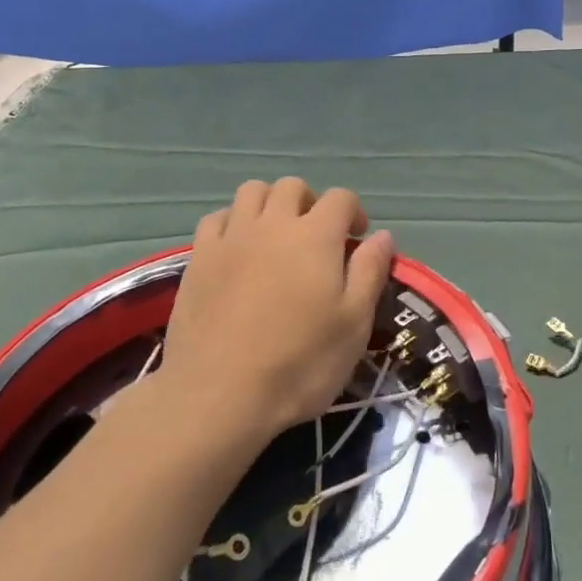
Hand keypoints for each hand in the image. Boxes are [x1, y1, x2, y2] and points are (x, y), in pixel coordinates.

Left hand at [159, 178, 392, 445]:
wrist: (218, 394)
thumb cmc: (299, 364)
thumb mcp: (353, 325)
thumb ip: (370, 272)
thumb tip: (382, 235)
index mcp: (316, 236)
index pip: (340, 198)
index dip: (353, 211)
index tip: (357, 238)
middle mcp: (273, 223)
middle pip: (293, 187)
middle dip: (310, 202)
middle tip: (316, 236)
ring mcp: (231, 237)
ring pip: (252, 191)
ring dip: (269, 203)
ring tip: (275, 234)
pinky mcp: (199, 257)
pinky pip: (216, 217)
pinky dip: (232, 221)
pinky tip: (237, 247)